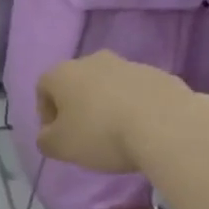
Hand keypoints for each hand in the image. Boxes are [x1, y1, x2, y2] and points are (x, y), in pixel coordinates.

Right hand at [36, 53, 189, 174]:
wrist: (165, 125)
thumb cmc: (101, 134)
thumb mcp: (61, 147)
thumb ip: (46, 141)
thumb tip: (48, 135)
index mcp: (64, 73)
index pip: (43, 88)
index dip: (46, 114)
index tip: (57, 137)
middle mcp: (94, 60)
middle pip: (77, 83)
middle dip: (78, 107)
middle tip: (85, 136)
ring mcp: (129, 64)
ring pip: (109, 86)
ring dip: (107, 106)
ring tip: (117, 135)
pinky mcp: (159, 75)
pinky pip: (137, 92)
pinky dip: (134, 107)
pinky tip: (141, 130)